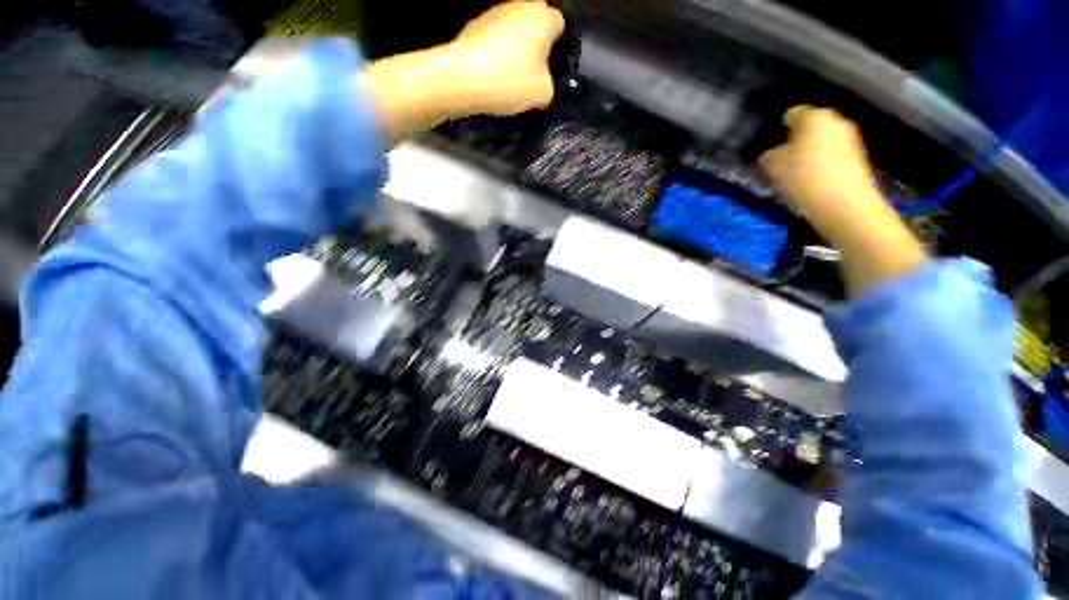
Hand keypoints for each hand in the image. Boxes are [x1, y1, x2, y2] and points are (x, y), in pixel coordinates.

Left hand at [451, 1, 564, 115]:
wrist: (461, 77)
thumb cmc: (509, 81)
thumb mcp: (542, 94)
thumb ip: (550, 85)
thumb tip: (543, 82)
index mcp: (542, 17)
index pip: (560, 24)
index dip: (558, 47)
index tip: (551, 68)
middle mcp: (520, 5)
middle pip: (535, 24)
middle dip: (536, 46)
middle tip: (533, 74)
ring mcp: (494, 12)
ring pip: (513, 30)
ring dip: (515, 48)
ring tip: (510, 77)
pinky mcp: (474, 25)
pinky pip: (494, 38)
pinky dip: (496, 53)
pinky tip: (492, 74)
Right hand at [759, 107, 876, 233]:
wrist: (842, 203)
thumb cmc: (803, 177)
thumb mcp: (771, 166)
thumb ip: (767, 155)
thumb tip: (770, 155)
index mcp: (813, 116)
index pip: (792, 114)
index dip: (779, 128)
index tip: (771, 145)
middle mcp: (835, 121)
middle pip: (810, 127)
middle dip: (796, 141)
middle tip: (781, 160)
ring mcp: (850, 139)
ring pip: (822, 142)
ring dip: (809, 153)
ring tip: (796, 174)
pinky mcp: (857, 158)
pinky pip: (832, 156)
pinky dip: (822, 164)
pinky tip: (812, 181)